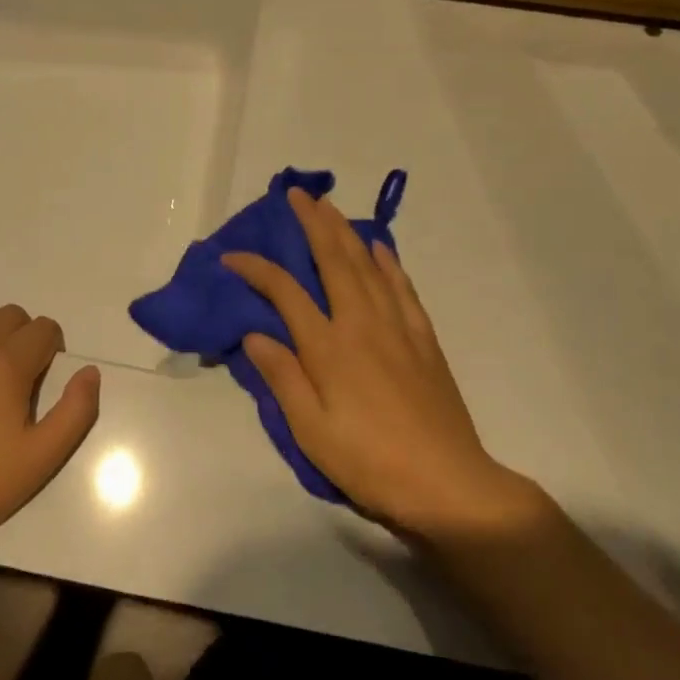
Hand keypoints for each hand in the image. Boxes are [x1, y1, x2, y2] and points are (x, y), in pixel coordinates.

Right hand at [223, 188, 536, 538]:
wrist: (448, 484)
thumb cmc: (369, 461)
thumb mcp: (311, 429)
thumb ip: (282, 376)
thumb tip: (255, 333)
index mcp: (329, 346)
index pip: (285, 292)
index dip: (256, 268)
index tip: (231, 256)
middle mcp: (362, 323)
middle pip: (334, 259)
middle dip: (312, 223)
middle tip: (296, 195)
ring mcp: (398, 328)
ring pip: (368, 265)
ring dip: (347, 231)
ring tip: (330, 208)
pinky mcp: (423, 340)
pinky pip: (403, 288)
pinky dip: (388, 262)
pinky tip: (380, 249)